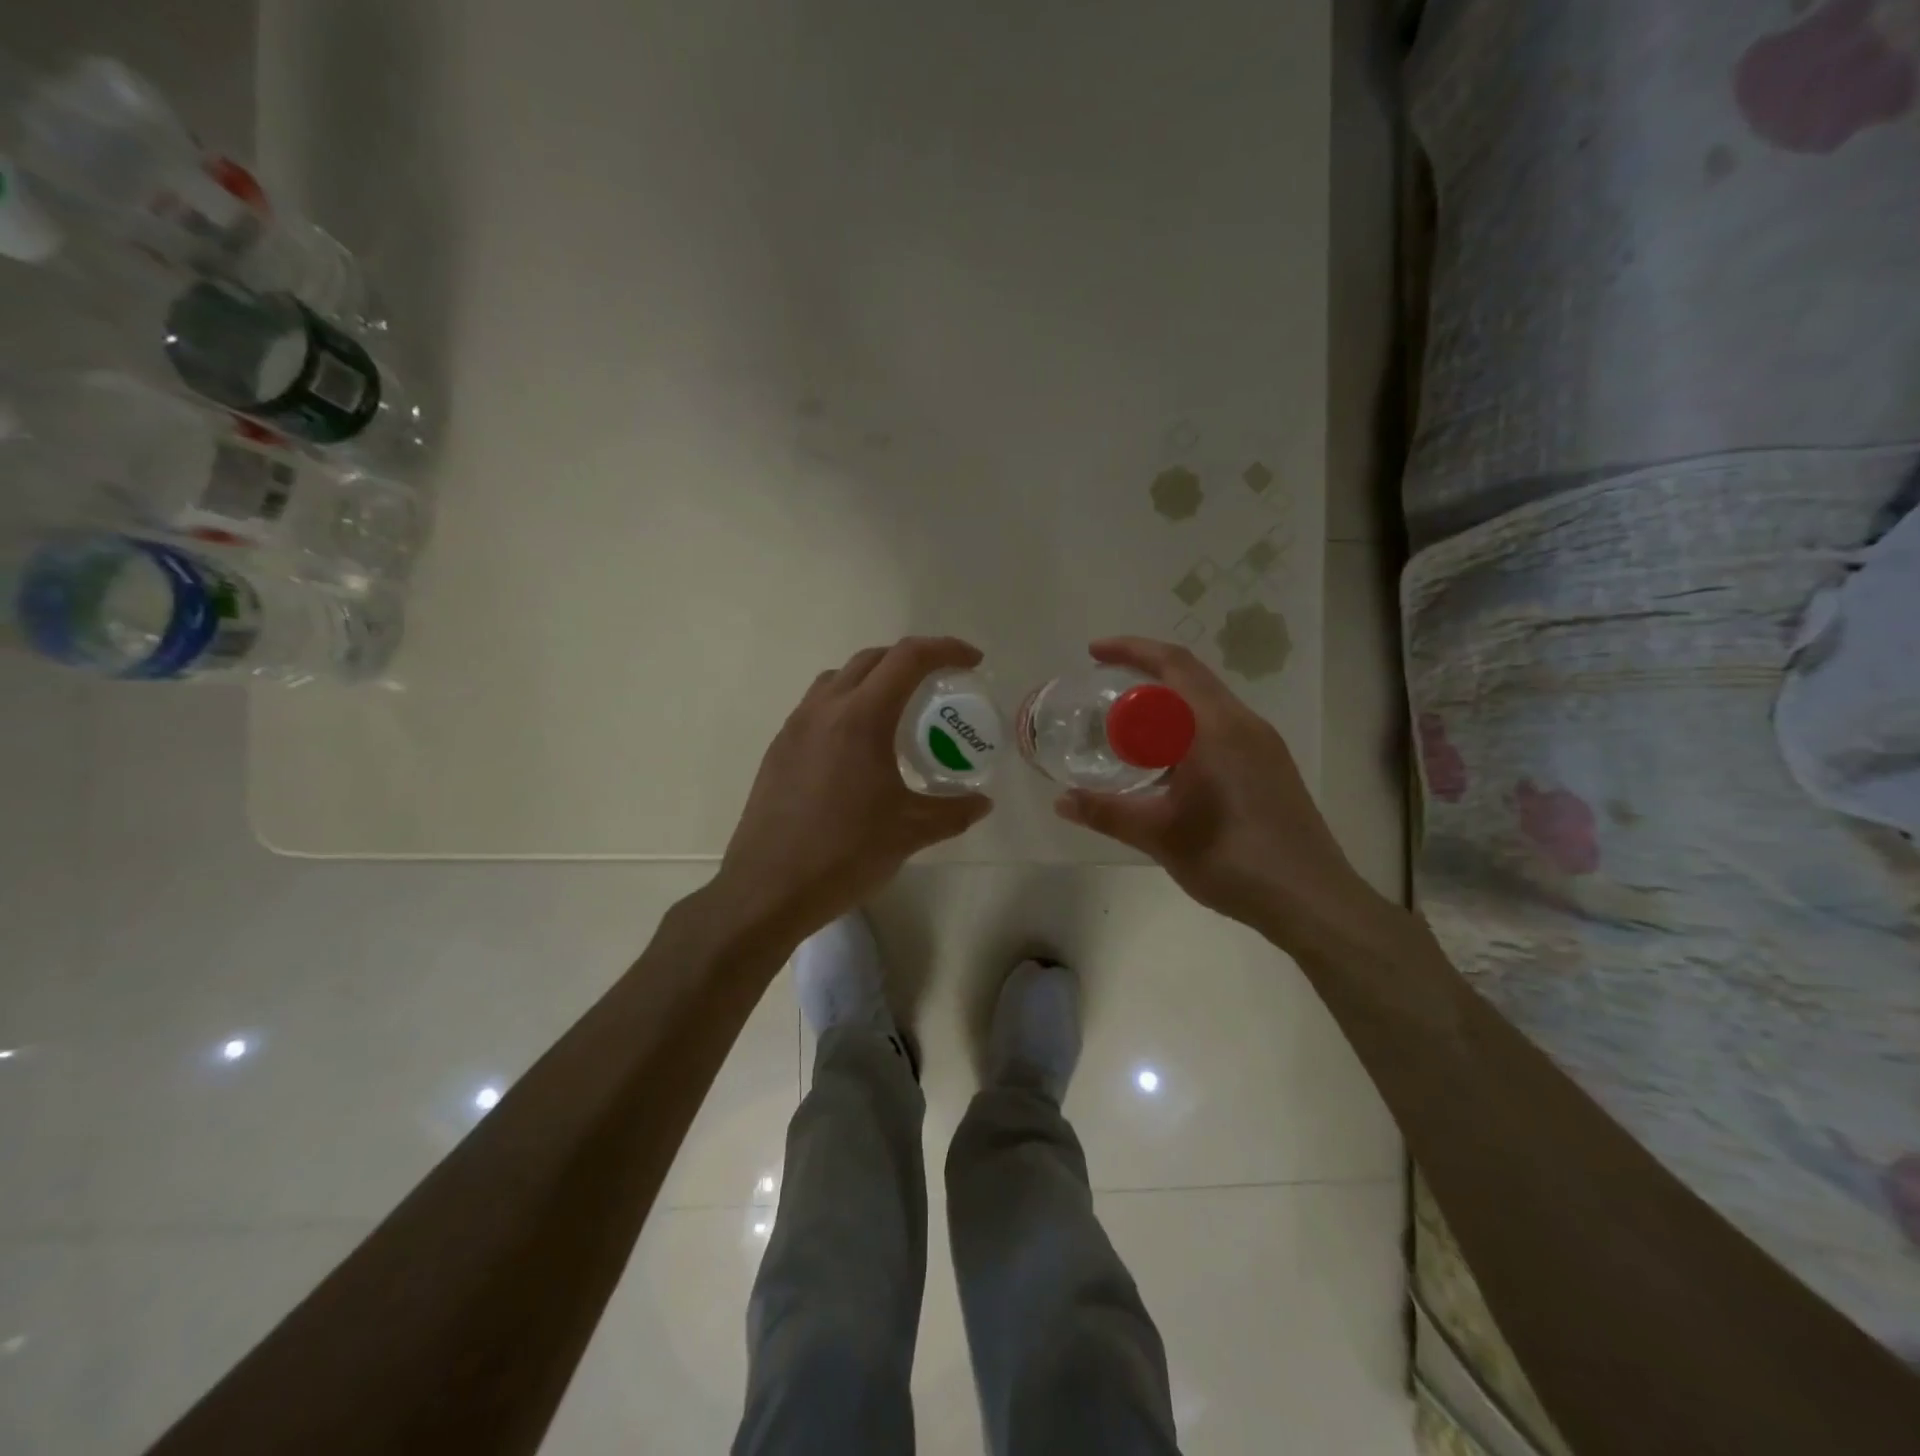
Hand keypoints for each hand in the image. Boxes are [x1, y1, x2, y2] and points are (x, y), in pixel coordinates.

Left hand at [717, 637, 992, 944]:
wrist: (767, 889)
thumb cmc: (844, 854)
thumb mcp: (910, 833)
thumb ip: (954, 811)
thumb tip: (982, 802)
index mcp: (860, 718)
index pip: (908, 658)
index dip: (946, 649)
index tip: (972, 661)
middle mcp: (824, 709)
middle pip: (872, 659)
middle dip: (911, 659)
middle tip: (940, 683)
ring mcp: (795, 727)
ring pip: (838, 678)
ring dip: (874, 679)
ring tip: (898, 711)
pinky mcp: (778, 749)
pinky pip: (817, 706)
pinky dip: (847, 705)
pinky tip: (859, 747)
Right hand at [1055, 638, 1384, 953]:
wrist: (1311, 898)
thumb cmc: (1232, 859)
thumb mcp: (1160, 835)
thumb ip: (1107, 812)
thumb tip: (1061, 802)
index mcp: (1216, 727)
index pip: (1173, 664)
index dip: (1131, 649)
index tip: (1093, 653)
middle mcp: (1244, 723)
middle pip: (1191, 676)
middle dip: (1145, 672)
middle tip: (1103, 687)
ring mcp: (1263, 744)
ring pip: (1208, 703)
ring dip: (1167, 702)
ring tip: (1129, 725)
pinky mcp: (1271, 765)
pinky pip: (1222, 726)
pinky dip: (1187, 725)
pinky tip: (1168, 761)